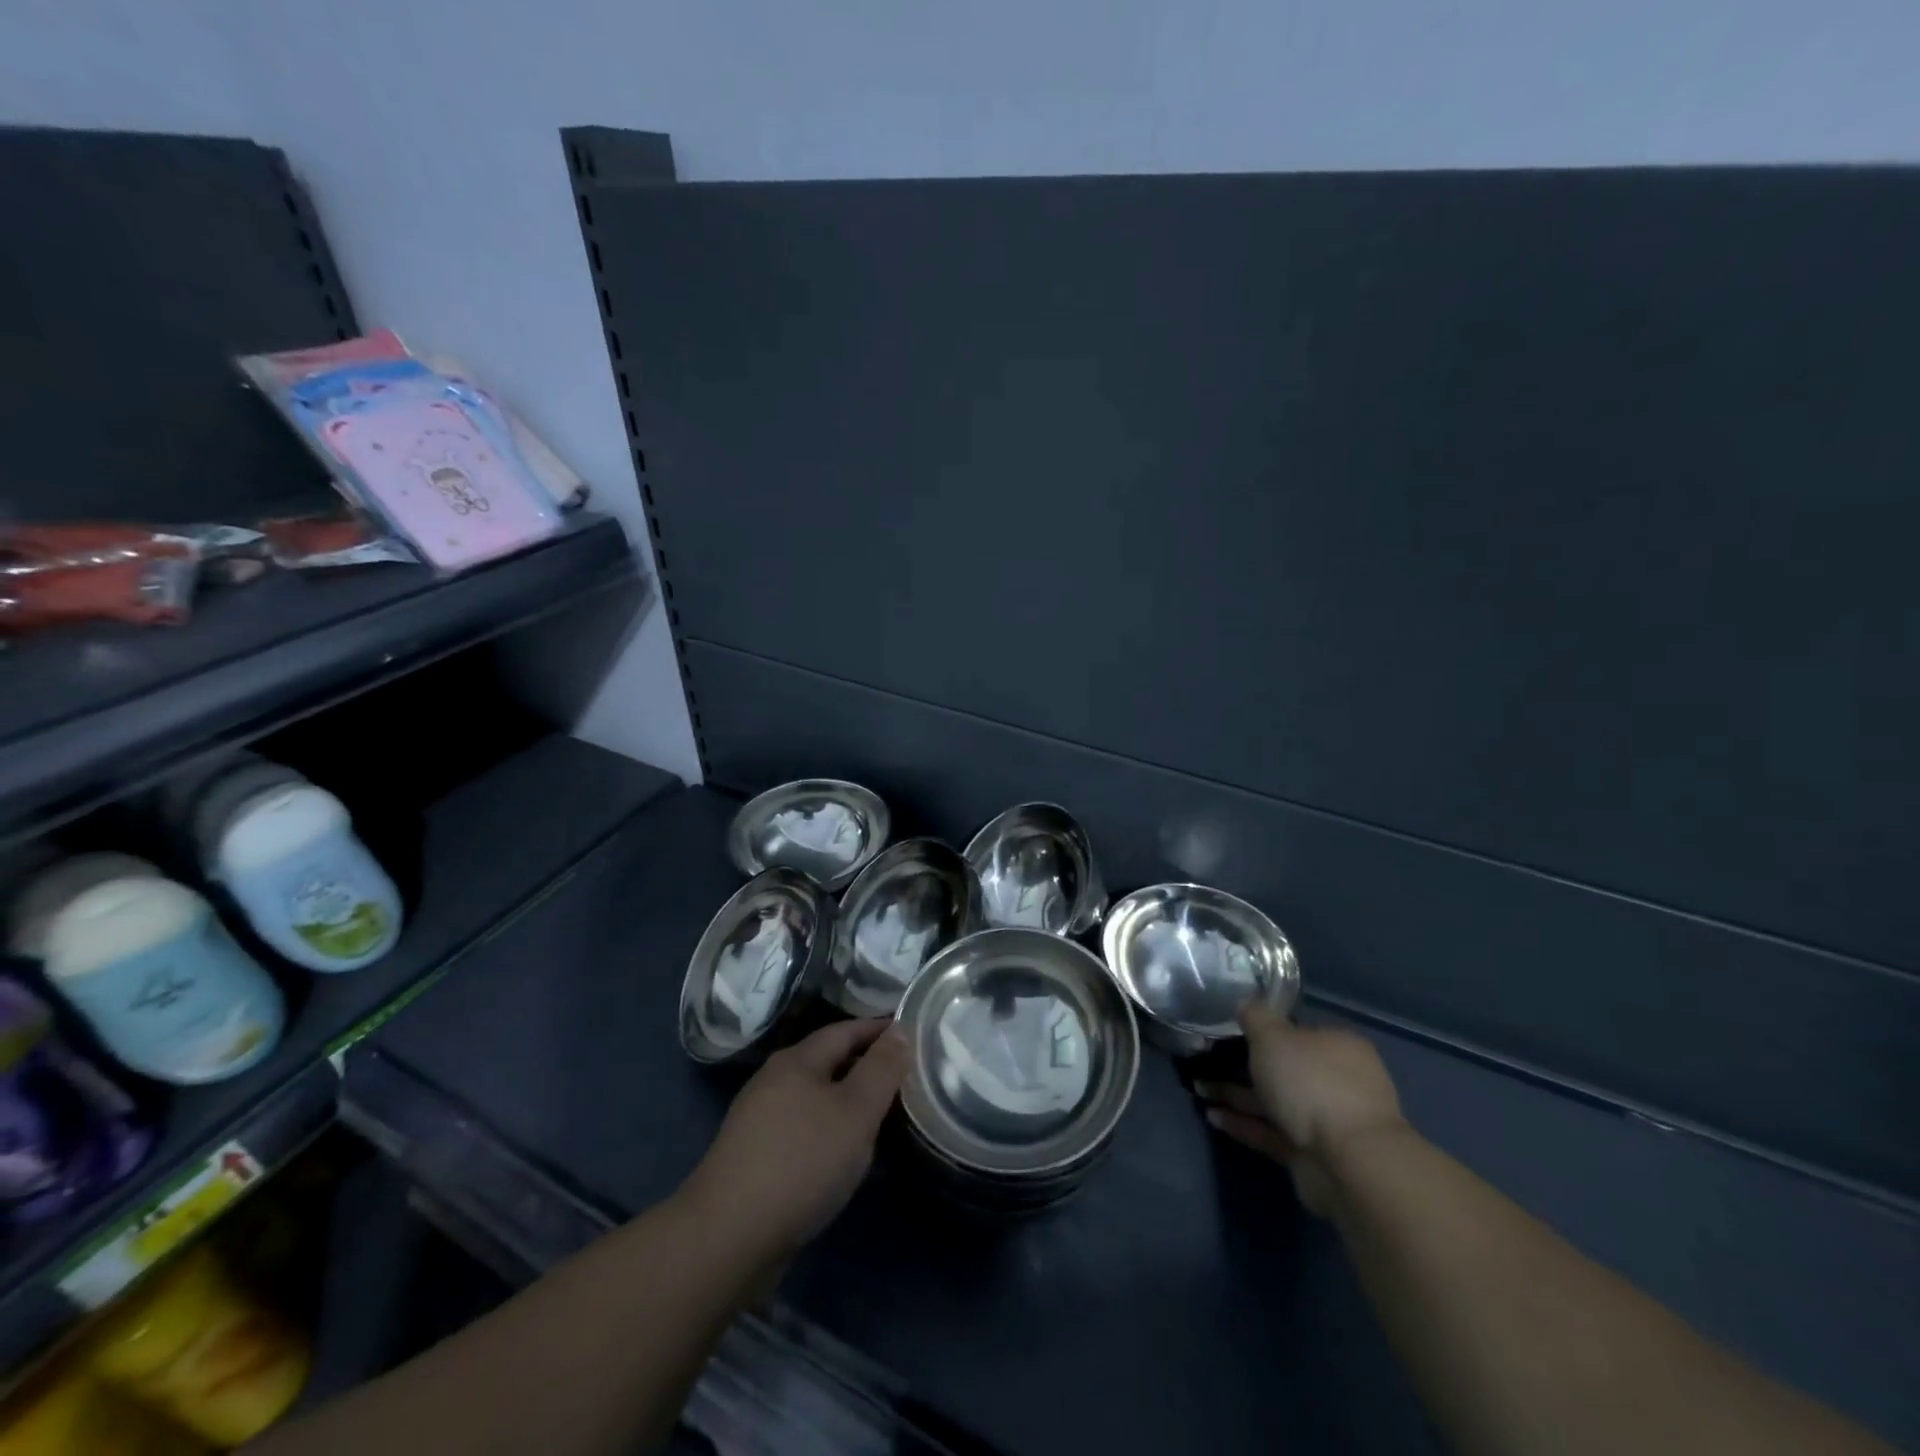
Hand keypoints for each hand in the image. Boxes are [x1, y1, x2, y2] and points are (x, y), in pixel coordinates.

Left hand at [680, 1019, 908, 1264]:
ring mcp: (761, 1122)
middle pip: (829, 1063)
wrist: (727, 1239)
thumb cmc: (800, 1162)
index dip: (879, 1029)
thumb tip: (900, 1029)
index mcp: (796, 1061)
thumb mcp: (855, 1112)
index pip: (845, 1030)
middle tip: (906, 1078)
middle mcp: (774, 1082)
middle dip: (866, 1067)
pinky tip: (848, 1158)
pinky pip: (806, 1132)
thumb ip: (882, 1069)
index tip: (912, 1034)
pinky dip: (832, 1134)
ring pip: (817, 1100)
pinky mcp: (756, 1160)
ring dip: (850, 1104)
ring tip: (886, 1118)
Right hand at [1195, 1005, 1405, 1215]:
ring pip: (1275, 1101)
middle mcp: (1337, 1080)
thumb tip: (1245, 1002)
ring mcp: (1327, 1120)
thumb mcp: (1274, 1036)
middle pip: (1285, 1068)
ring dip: (1237, 1096)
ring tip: (1198, 1089)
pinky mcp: (1311, 1153)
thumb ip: (1255, 1017)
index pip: (1298, 1031)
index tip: (1231, 1031)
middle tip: (1207, 1061)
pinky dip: (1243, 1124)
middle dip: (1244, 1066)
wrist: (1347, 1162)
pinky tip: (1212, 1116)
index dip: (1264, 1030)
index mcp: (1338, 1046)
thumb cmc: (1311, 1083)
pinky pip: (1271, 1131)